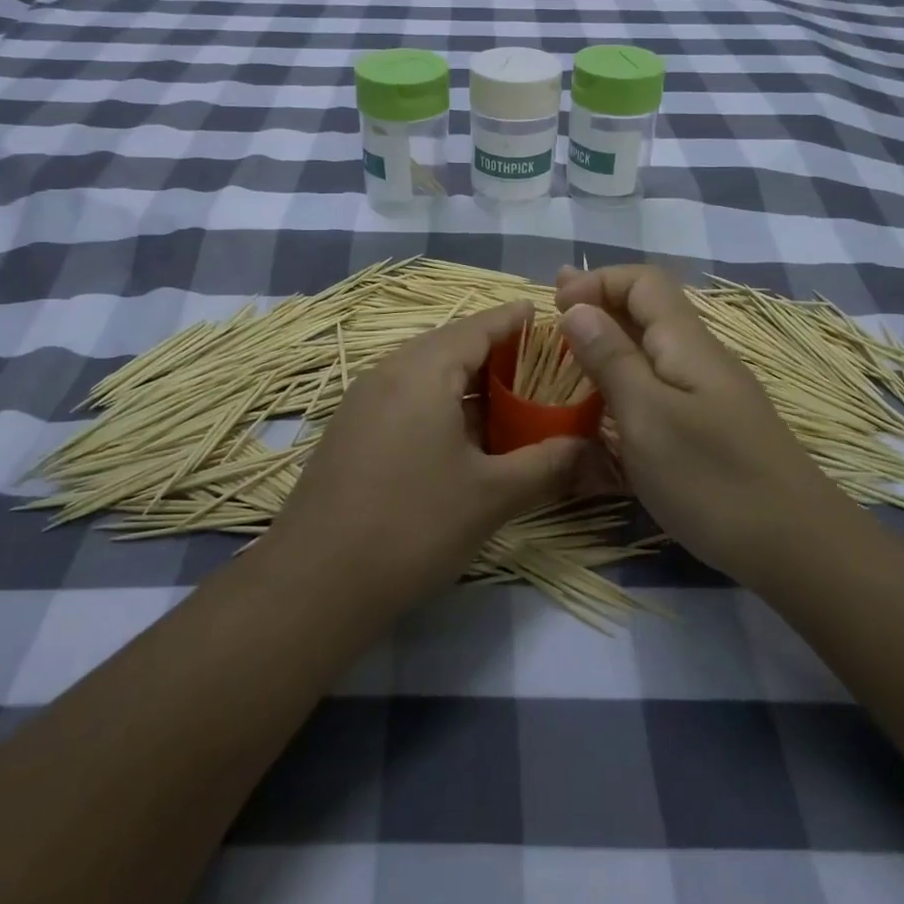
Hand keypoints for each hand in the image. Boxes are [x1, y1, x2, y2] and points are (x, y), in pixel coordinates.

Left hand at [267, 301, 585, 607]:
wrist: (315, 582)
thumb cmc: (413, 525)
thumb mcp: (492, 495)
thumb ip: (547, 464)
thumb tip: (588, 447)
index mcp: (424, 369)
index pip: (479, 326)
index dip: (516, 322)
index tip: (550, 321)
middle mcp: (389, 371)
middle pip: (452, 345)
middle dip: (498, 354)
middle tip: (542, 370)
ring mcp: (364, 400)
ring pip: (428, 374)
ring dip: (470, 383)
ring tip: (512, 403)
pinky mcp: (351, 430)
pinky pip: (407, 398)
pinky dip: (442, 404)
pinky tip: (465, 438)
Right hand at [555, 266, 846, 583]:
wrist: (799, 548)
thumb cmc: (713, 478)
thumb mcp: (648, 416)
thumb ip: (611, 360)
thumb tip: (577, 309)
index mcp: (685, 343)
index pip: (642, 282)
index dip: (597, 281)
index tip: (555, 305)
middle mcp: (700, 358)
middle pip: (648, 311)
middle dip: (598, 307)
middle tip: (552, 316)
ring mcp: (709, 395)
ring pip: (652, 352)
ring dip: (609, 346)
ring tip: (570, 361)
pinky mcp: (711, 429)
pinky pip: (660, 388)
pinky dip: (626, 384)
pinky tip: (607, 409)